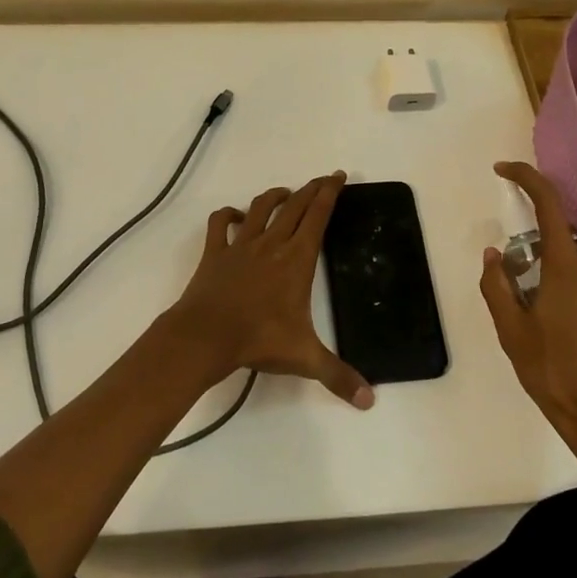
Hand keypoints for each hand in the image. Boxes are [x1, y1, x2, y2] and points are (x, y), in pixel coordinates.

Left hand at [170, 173, 374, 409]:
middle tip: (322, 180)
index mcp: (296, 259)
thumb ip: (338, 376)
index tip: (338, 176)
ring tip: (285, 194)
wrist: (207, 335)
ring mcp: (241, 245)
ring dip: (275, 197)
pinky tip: (234, 216)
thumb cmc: (259, 340)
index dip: (330, 193)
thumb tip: (370, 401)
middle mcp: (271, 243)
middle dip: (311, 189)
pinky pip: (220, 224)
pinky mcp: (216, 252)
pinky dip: (227, 215)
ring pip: (260, 208)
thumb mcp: (305, 358)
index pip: (318, 216)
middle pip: (295, 206)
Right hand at [480, 161, 576, 458]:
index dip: (525, 177)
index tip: (502, 170)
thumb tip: (495, 253)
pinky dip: (569, 285)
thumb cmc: (554, 373)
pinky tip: (558, 323)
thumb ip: (497, 285)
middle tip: (513, 278)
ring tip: (534, 310)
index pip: (549, 202)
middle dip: (533, 244)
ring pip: (575, 259)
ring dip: (552, 269)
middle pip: (560, 235)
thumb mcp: (511, 331)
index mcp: (567, 265)